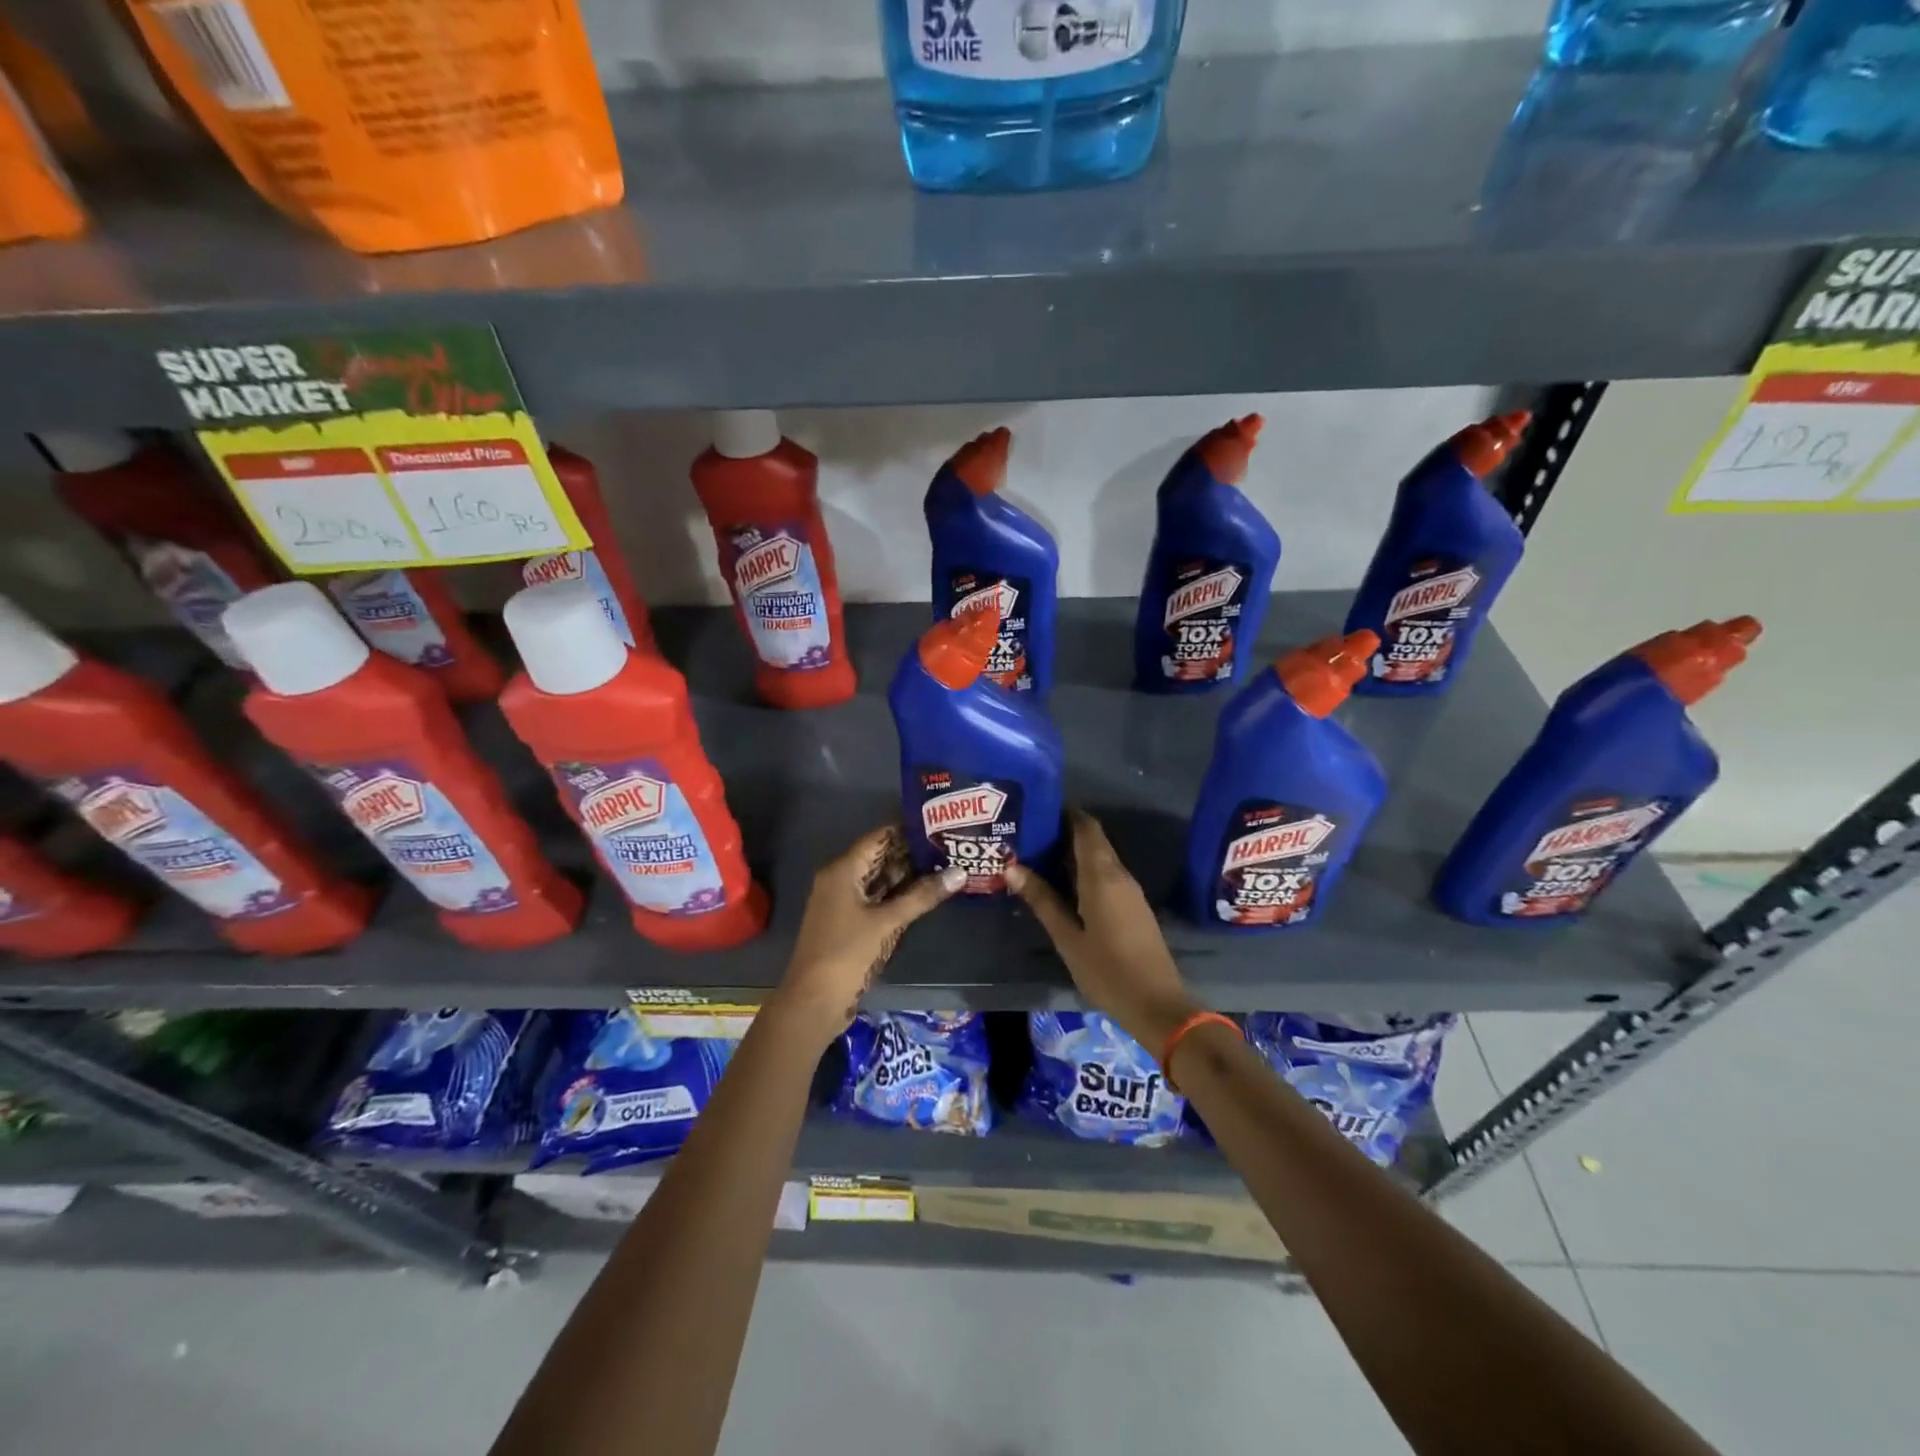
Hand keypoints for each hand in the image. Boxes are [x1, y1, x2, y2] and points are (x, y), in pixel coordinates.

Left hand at [771, 825, 964, 1047]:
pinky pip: (876, 899)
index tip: (938, 823)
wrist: (813, 1001)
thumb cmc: (847, 953)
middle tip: (948, 844)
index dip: (906, 829)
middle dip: (911, 853)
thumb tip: (960, 872)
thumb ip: (922, 896)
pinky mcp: (849, 923)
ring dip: (907, 875)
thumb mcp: (887, 922)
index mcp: (842, 870)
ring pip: (879, 880)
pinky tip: (925, 894)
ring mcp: (843, 903)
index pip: (878, 838)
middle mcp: (840, 880)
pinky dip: (897, 895)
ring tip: (944, 864)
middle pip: (879, 857)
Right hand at [1005, 809, 1197, 1050]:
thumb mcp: (1066, 937)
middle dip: (1063, 833)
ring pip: (1099, 859)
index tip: (1038, 808)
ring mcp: (1129, 891)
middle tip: (1028, 834)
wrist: (1157, 1004)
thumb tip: (1012, 867)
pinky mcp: (1133, 907)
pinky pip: (1106, 876)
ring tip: (1037, 856)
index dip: (1065, 813)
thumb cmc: (1107, 969)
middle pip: (1092, 841)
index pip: (1086, 827)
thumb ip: (1042, 900)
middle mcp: (1119, 875)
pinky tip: (1062, 884)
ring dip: (1072, 854)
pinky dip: (1083, 872)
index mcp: (1102, 876)